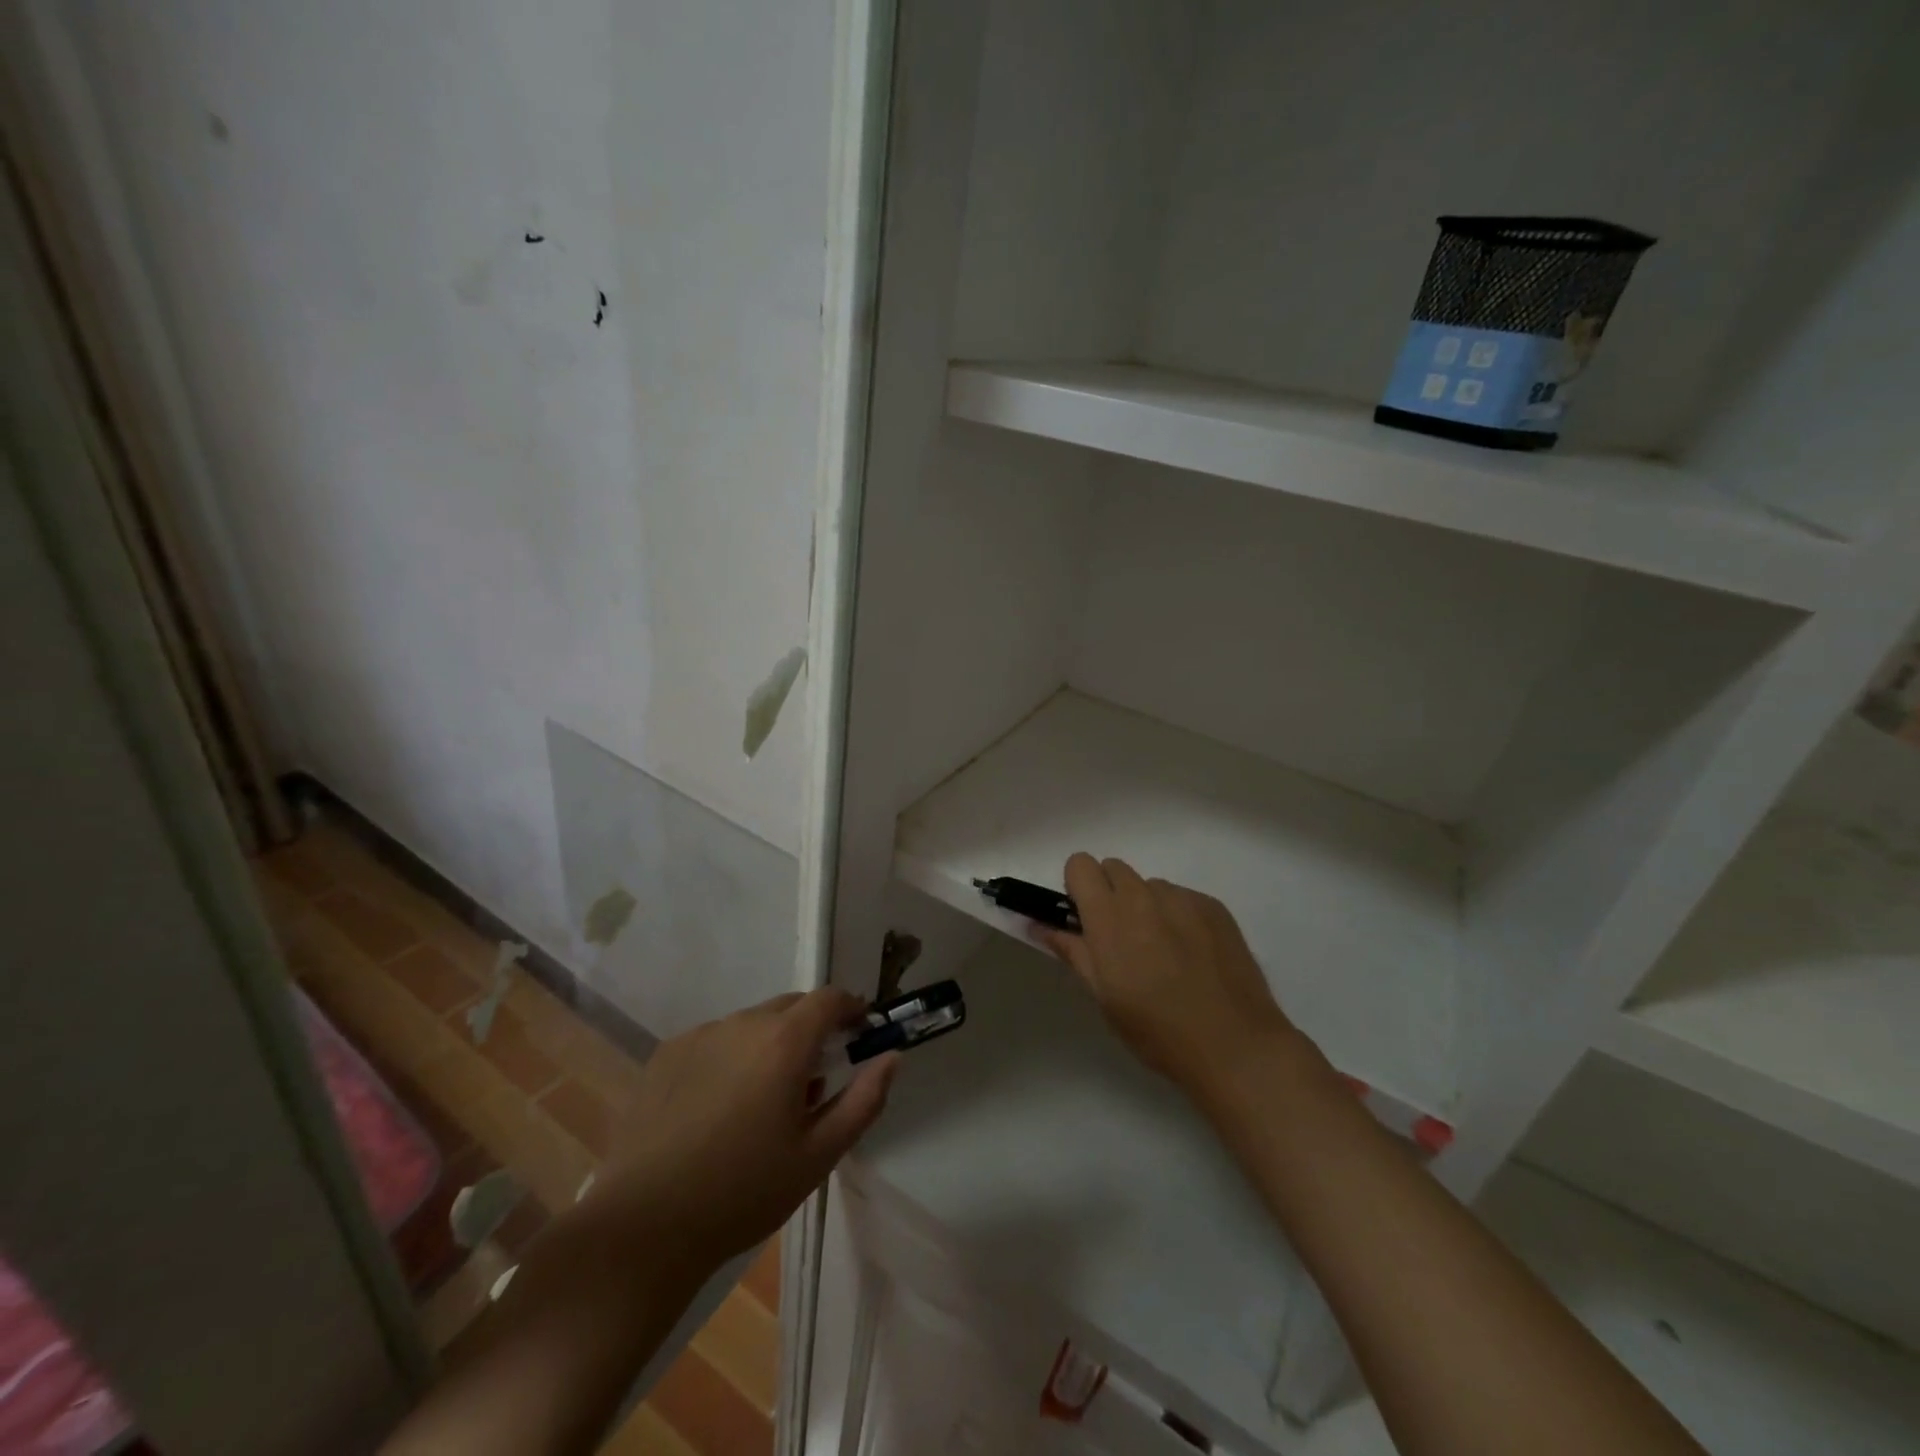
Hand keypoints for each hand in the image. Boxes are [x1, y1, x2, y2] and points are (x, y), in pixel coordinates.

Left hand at [589, 989, 897, 1273]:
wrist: (644, 1225)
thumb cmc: (743, 1192)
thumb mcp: (818, 1155)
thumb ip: (863, 1100)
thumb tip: (891, 1057)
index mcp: (784, 1041)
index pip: (829, 998)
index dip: (851, 1009)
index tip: (860, 1033)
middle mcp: (743, 1023)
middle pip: (791, 1006)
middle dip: (812, 1030)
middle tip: (812, 1082)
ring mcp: (700, 1035)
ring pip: (752, 1024)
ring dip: (770, 1045)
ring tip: (761, 1103)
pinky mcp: (666, 1054)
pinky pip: (715, 1040)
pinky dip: (731, 1057)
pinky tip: (717, 1109)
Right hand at [1035, 854, 1294, 1098]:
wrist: (1234, 1046)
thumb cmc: (1156, 1030)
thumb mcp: (1103, 996)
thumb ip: (1072, 951)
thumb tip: (1041, 925)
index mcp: (1109, 916)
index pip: (1080, 864)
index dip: (1078, 888)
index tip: (1085, 919)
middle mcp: (1144, 896)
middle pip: (1114, 868)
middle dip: (1109, 894)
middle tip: (1120, 939)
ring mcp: (1183, 898)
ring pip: (1150, 886)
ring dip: (1146, 907)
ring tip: (1164, 954)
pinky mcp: (1215, 907)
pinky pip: (1183, 898)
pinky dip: (1178, 917)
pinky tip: (1193, 957)